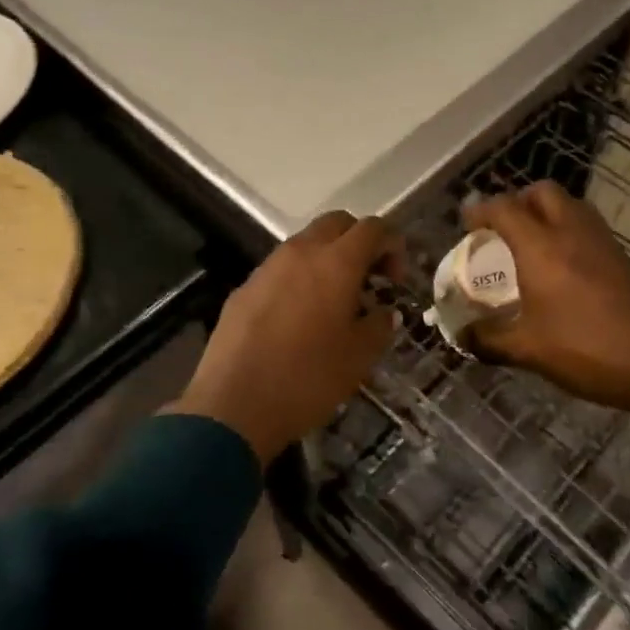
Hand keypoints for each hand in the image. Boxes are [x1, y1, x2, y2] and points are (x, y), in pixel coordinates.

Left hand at [171, 212, 404, 464]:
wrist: (233, 405)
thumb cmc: (307, 378)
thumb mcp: (359, 357)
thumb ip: (379, 326)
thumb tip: (385, 313)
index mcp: (336, 262)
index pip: (373, 228)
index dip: (392, 245)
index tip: (395, 280)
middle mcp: (301, 252)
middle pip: (337, 223)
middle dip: (359, 242)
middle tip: (369, 280)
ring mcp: (267, 267)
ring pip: (306, 243)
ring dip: (327, 259)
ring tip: (335, 301)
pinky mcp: (244, 288)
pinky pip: (280, 269)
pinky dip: (299, 279)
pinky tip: (299, 319)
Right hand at [462, 182, 629, 430]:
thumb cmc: (587, 349)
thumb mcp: (529, 351)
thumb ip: (489, 340)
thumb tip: (462, 337)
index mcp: (541, 247)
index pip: (503, 209)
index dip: (480, 210)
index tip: (466, 223)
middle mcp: (571, 232)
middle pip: (542, 192)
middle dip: (518, 201)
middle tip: (503, 229)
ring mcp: (603, 241)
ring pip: (570, 206)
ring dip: (546, 214)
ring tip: (532, 245)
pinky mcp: (624, 257)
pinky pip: (588, 228)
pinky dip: (569, 232)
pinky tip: (564, 268)